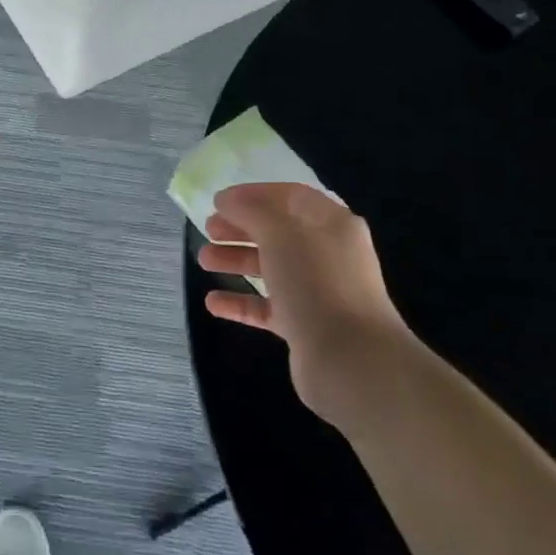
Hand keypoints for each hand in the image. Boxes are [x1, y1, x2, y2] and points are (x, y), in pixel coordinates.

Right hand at [198, 183, 407, 408]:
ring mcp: (318, 291)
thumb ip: (250, 211)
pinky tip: (213, 302)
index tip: (219, 201)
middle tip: (208, 229)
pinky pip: (268, 306)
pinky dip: (241, 301)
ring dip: (237, 260)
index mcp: (331, 224)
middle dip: (241, 228)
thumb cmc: (316, 282)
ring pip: (272, 268)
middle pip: (278, 232)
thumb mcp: (280, 234)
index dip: (254, 194)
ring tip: (203, 260)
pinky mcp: (306, 326)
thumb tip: (228, 201)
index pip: (291, 197)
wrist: (351, 360)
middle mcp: (328, 253)